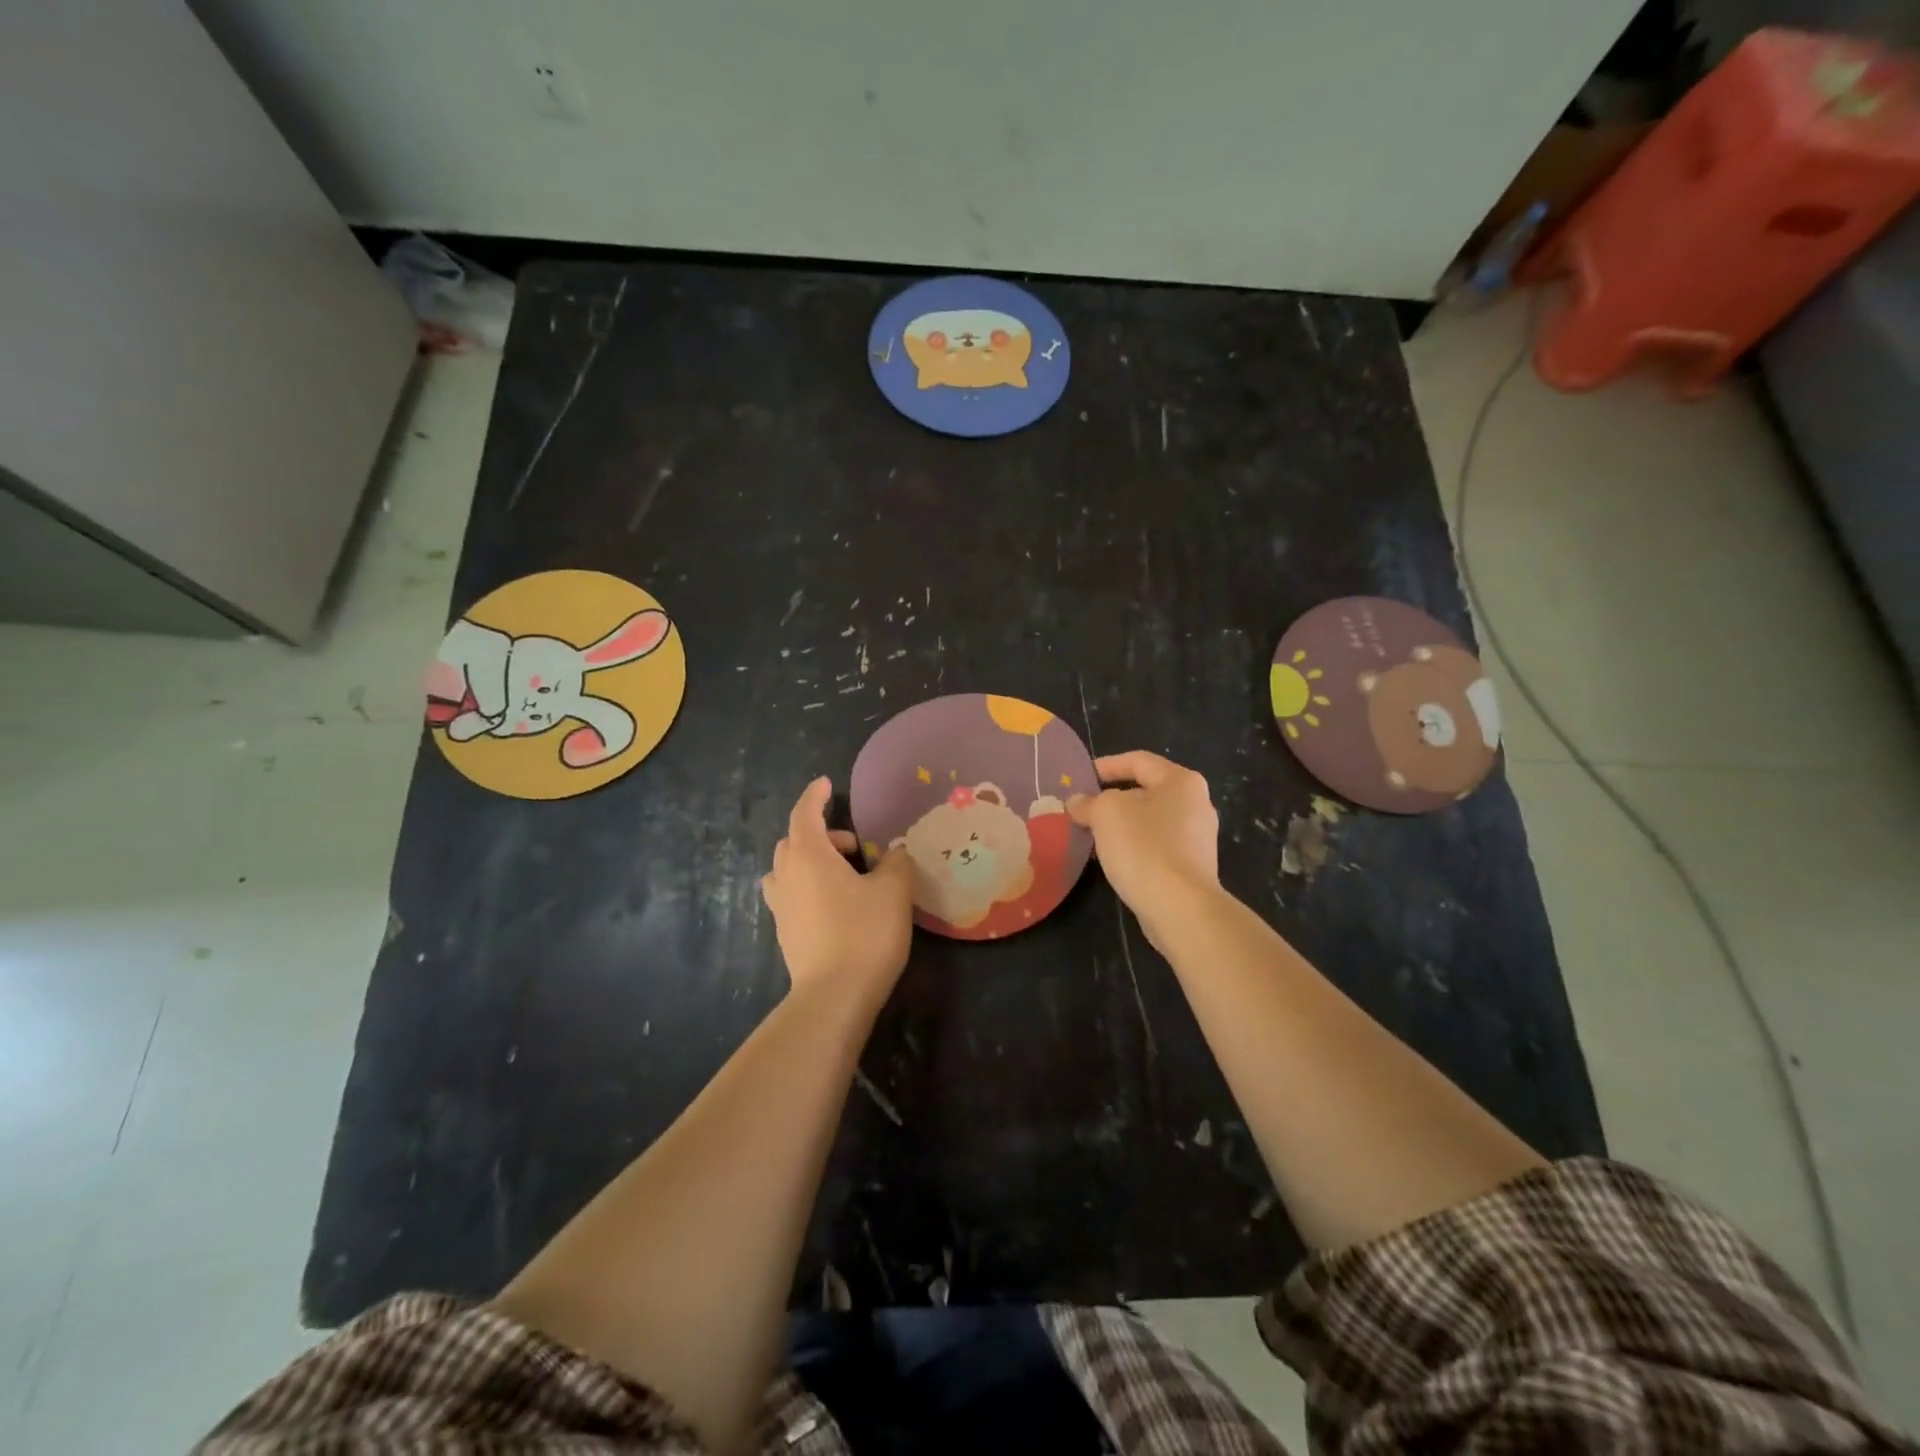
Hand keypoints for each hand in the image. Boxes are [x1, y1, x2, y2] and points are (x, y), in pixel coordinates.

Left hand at [761, 778, 914, 1005]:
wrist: (834, 996)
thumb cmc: (865, 932)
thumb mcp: (893, 891)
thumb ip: (896, 863)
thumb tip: (894, 852)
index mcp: (809, 855)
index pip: (804, 813)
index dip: (815, 796)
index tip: (826, 784)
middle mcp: (787, 876)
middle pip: (794, 841)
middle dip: (821, 834)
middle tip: (854, 847)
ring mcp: (780, 907)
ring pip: (787, 870)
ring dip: (810, 862)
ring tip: (840, 875)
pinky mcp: (784, 933)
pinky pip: (790, 895)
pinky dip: (807, 887)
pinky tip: (834, 904)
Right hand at [1067, 752, 1219, 935]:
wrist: (1180, 907)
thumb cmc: (1144, 847)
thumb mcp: (1105, 813)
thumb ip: (1088, 802)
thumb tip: (1077, 802)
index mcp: (1181, 781)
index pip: (1138, 761)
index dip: (1106, 765)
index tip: (1080, 778)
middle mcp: (1196, 804)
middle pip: (1145, 791)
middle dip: (1111, 799)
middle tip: (1082, 808)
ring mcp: (1197, 838)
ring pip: (1149, 821)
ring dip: (1120, 825)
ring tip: (1091, 835)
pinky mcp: (1192, 868)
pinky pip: (1156, 847)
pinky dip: (1133, 847)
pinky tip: (1112, 859)